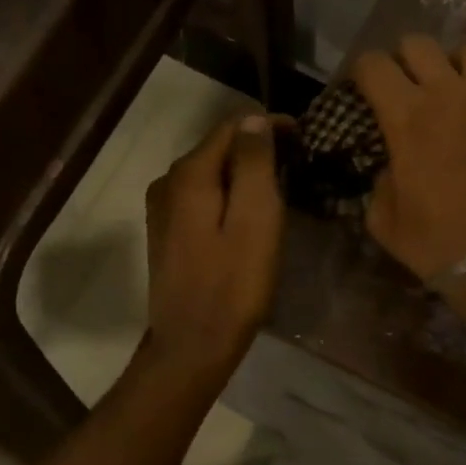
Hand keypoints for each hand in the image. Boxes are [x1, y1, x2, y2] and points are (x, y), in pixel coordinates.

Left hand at [141, 114, 285, 379]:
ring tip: (278, 189)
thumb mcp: (255, 220)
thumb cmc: (233, 284)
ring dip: (242, 174)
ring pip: (210, 172)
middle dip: (256, 149)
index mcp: (189, 174)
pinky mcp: (166, 232)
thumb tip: (254, 119)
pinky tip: (246, 214)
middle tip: (297, 165)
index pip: (232, 126)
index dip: (269, 125)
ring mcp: (162, 208)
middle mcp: (167, 181)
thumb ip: (253, 164)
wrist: (192, 345)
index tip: (304, 139)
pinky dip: (226, 195)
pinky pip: (201, 197)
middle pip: (218, 147)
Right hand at [352, 36, 465, 283]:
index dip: (361, 71)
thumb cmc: (436, 241)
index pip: (373, 64)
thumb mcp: (383, 217)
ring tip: (453, 89)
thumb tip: (388, 165)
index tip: (361, 88)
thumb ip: (379, 178)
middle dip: (403, 59)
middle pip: (418, 43)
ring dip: (454, 65)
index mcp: (407, 116)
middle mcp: (450, 93)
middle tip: (404, 85)